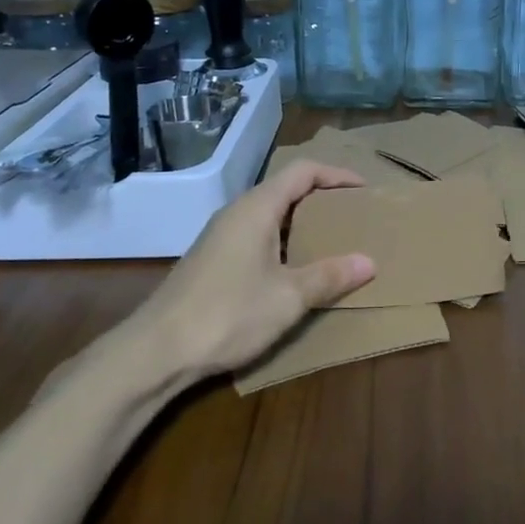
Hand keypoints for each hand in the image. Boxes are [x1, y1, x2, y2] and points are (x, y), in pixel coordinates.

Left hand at [136, 162, 375, 374]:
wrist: (155, 352)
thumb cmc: (227, 314)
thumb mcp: (288, 297)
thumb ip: (329, 276)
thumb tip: (369, 262)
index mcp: (257, 208)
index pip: (303, 171)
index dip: (336, 174)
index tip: (365, 189)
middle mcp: (237, 212)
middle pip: (286, 188)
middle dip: (322, 197)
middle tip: (353, 214)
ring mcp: (221, 236)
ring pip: (270, 214)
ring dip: (302, 221)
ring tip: (332, 240)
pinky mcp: (213, 260)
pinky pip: (257, 234)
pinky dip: (284, 240)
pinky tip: (294, 269)